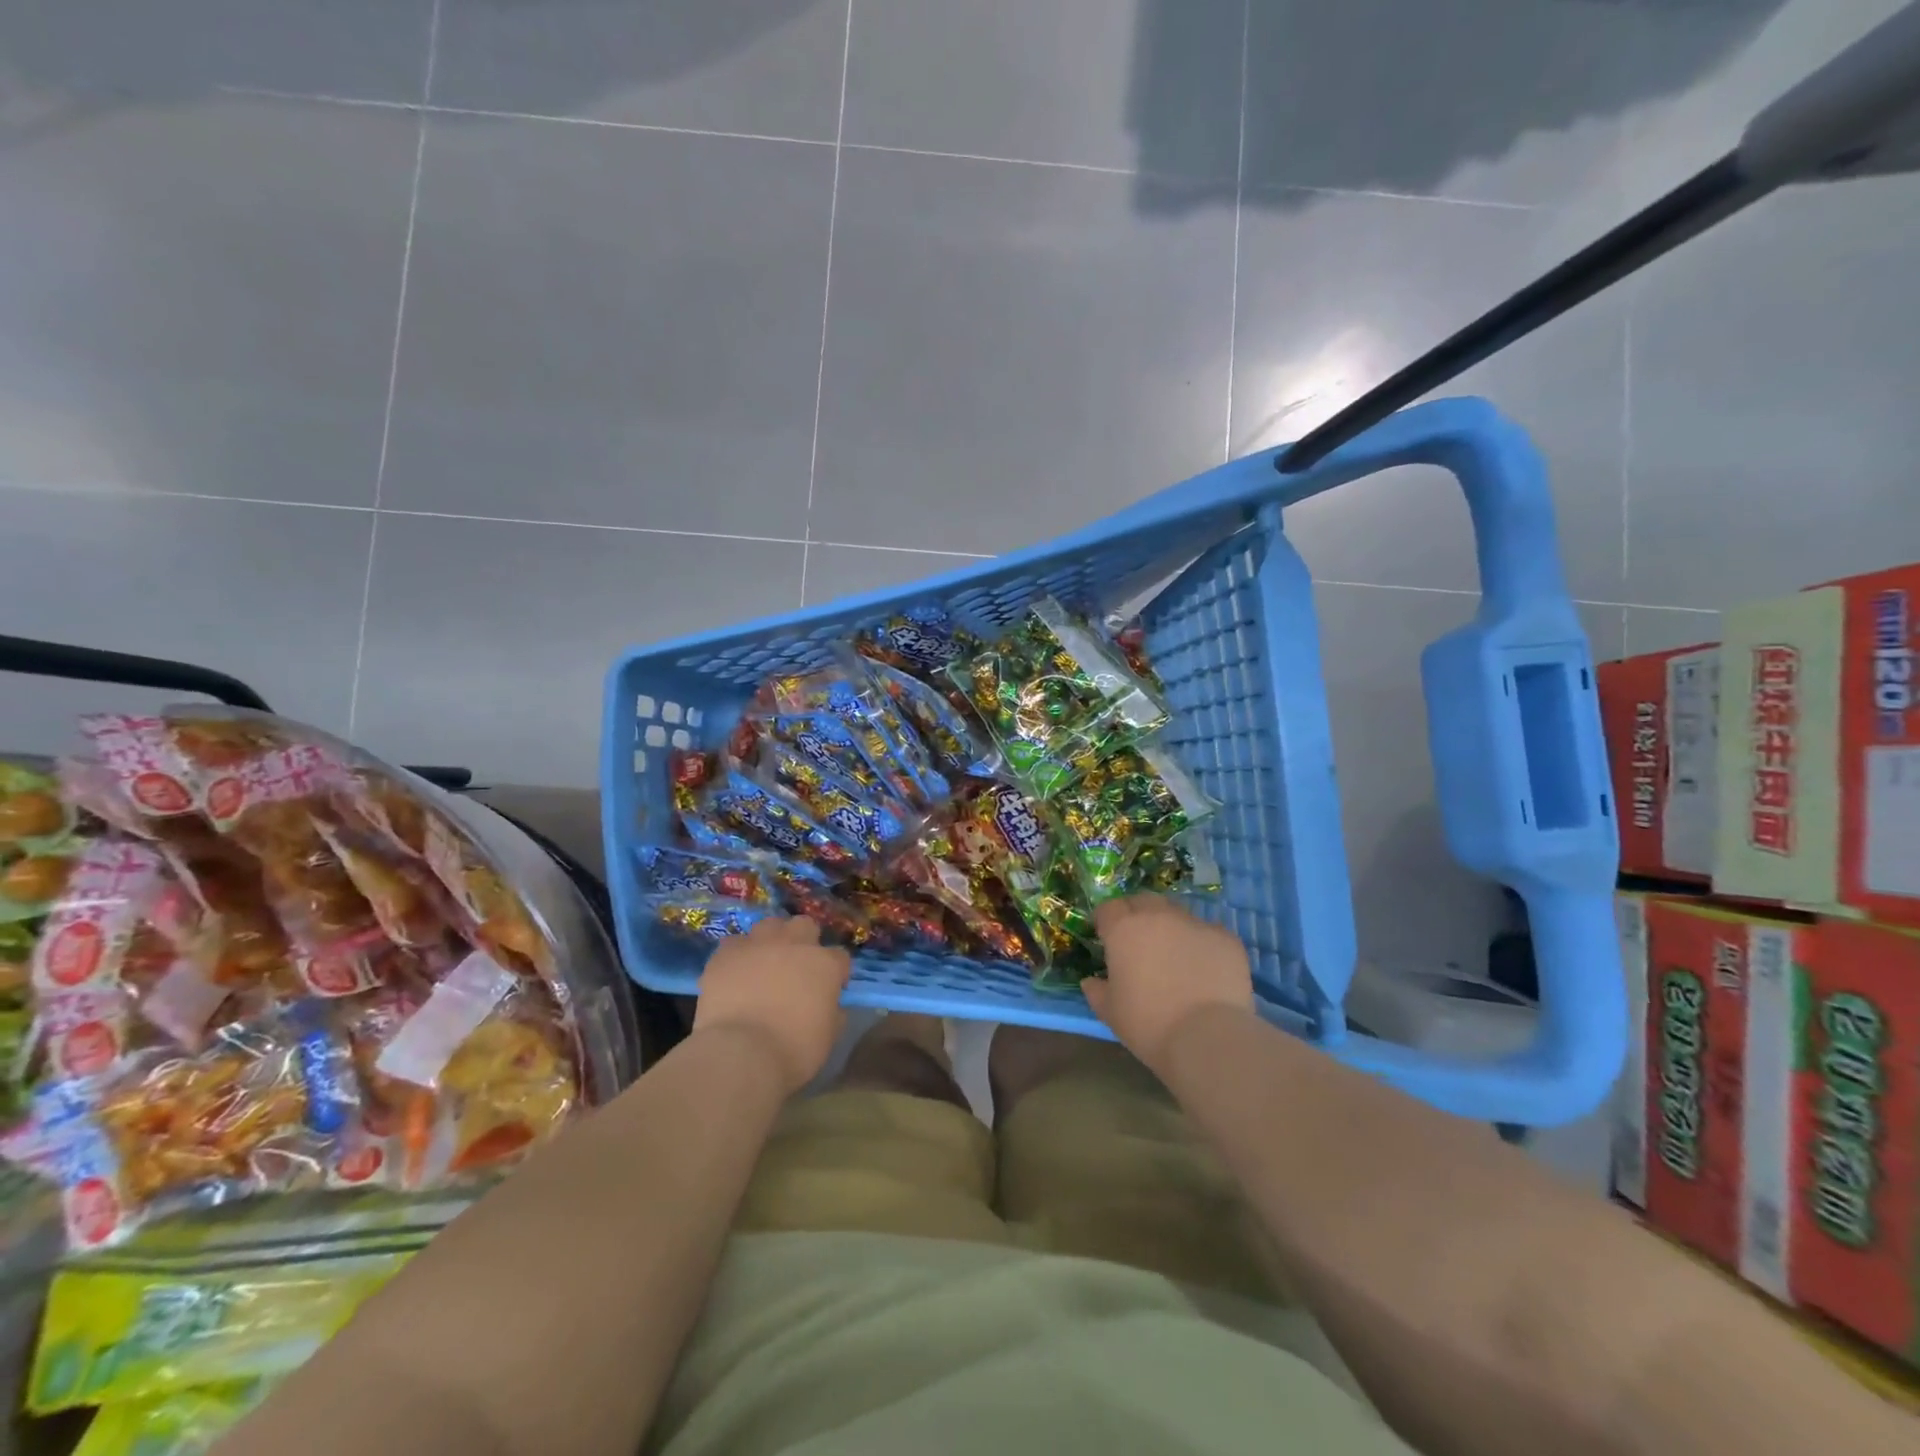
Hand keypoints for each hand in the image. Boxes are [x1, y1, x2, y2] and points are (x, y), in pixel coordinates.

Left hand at [693, 917, 850, 1095]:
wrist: (740, 1054)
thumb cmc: (793, 1050)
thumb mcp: (828, 1037)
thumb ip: (833, 1012)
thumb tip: (831, 1005)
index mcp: (825, 964)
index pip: (840, 956)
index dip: (836, 972)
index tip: (830, 990)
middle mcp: (794, 944)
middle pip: (805, 926)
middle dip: (804, 941)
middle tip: (797, 967)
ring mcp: (758, 945)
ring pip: (769, 925)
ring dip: (771, 940)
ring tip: (764, 963)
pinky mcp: (726, 954)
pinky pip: (734, 944)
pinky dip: (737, 955)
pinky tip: (735, 972)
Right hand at [1086, 895, 1254, 1075]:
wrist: (1208, 1038)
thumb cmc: (1149, 1024)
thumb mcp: (1111, 1013)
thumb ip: (1097, 991)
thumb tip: (1091, 982)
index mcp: (1124, 929)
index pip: (1108, 908)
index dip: (1105, 921)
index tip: (1106, 938)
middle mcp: (1159, 916)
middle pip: (1143, 901)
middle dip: (1136, 914)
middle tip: (1138, 941)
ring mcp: (1195, 924)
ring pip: (1177, 914)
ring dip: (1170, 927)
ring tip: (1174, 955)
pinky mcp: (1226, 938)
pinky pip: (1208, 932)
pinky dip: (1201, 944)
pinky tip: (1204, 969)